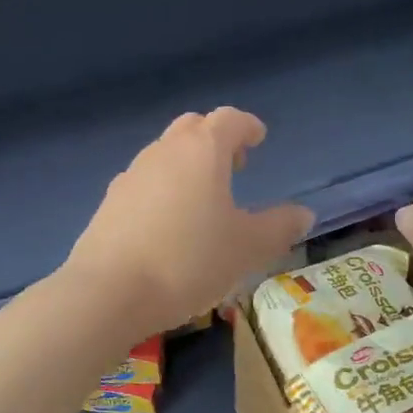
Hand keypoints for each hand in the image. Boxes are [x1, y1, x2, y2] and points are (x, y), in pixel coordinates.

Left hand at [66, 108, 313, 338]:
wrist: (109, 292)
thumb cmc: (189, 261)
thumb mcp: (247, 248)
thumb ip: (279, 227)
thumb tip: (302, 213)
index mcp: (202, 151)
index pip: (229, 120)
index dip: (247, 126)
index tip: (258, 138)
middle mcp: (163, 151)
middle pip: (193, 128)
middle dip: (216, 139)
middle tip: (235, 165)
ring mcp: (131, 175)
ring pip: (165, 154)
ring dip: (187, 165)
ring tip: (203, 198)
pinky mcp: (109, 203)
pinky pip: (144, 183)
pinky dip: (163, 189)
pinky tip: (168, 223)